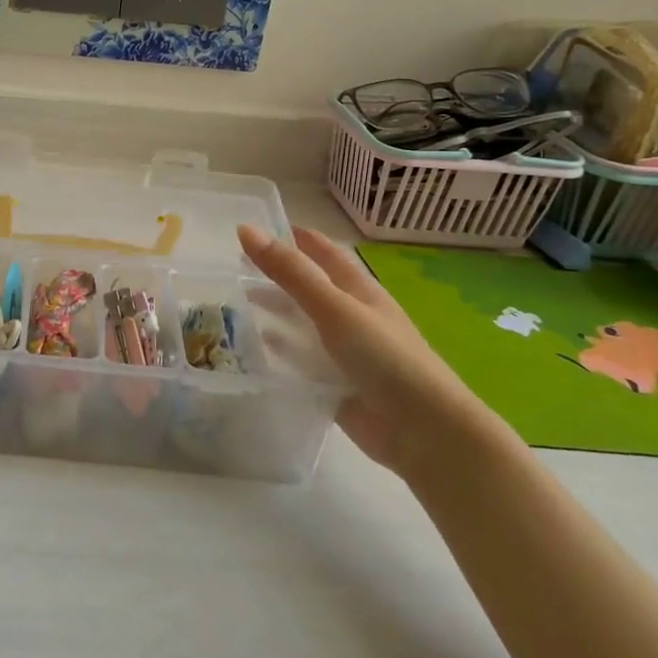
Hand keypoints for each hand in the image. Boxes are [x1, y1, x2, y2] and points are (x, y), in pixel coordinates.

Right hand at [238, 225, 503, 477]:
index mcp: (360, 291)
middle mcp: (352, 317)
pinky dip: (278, 352)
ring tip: (235, 304)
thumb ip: (290, 272)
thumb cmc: (384, 358)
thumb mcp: (334, 307)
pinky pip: (300, 361)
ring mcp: (344, 352)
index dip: (298, 239)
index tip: (262, 226)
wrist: (422, 430)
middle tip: (235, 266)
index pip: (326, 254)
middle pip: (310, 289)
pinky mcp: (334, 384)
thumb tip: (245, 229)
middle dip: (278, 276)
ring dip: (275, 313)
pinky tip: (253, 350)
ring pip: (302, 324)